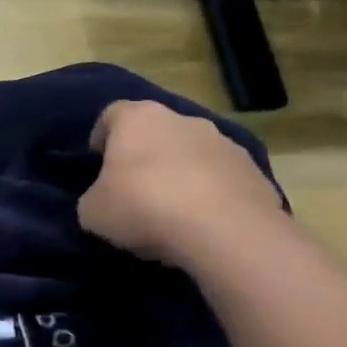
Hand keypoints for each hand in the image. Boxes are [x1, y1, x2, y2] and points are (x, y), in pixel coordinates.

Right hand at [77, 100, 284, 267]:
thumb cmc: (143, 207)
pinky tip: (203, 225)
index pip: (111, 114)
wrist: (224, 231)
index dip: (101, 137)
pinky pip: (222, 179)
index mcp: (138, 119)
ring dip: (180, 173)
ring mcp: (224, 143)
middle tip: (133, 189)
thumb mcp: (92, 211)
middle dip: (145, 155)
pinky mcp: (254, 172)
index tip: (97, 162)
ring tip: (171, 211)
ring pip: (192, 153)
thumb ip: (94, 197)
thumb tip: (103, 200)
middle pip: (156, 131)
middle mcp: (183, 120)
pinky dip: (211, 195)